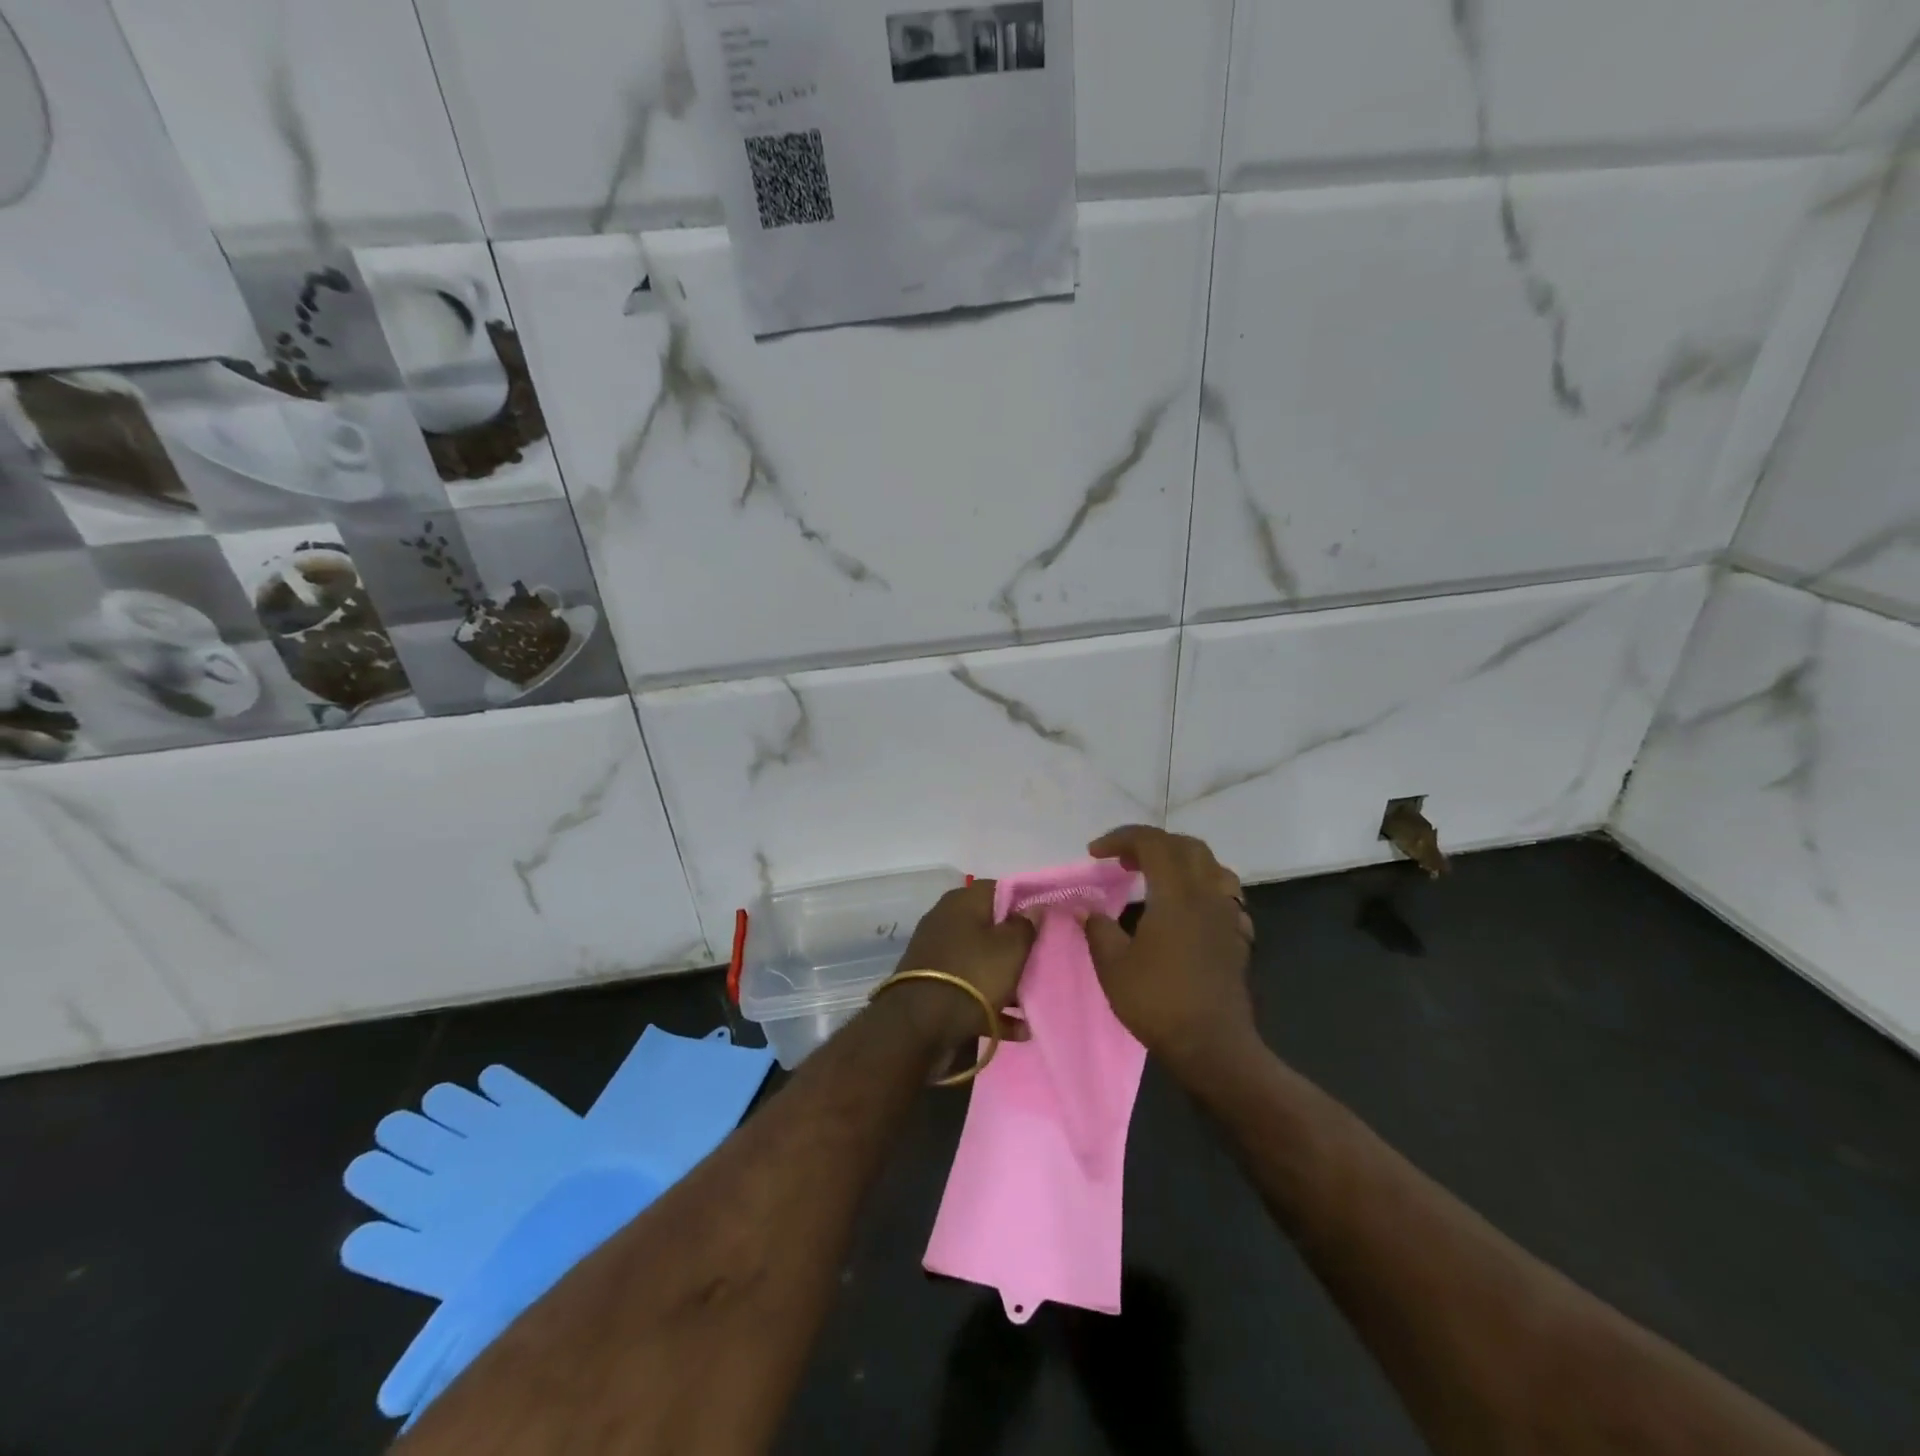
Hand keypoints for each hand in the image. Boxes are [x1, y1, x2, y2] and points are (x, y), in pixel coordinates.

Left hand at [890, 880, 1035, 1051]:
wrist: (920, 1024)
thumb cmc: (973, 974)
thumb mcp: (1010, 949)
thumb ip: (1025, 925)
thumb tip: (1033, 907)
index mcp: (962, 902)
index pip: (998, 889)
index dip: (1024, 903)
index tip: (1044, 922)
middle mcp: (945, 920)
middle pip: (989, 927)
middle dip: (1015, 947)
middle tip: (1040, 962)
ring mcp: (936, 953)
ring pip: (980, 960)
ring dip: (1006, 981)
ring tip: (1032, 1003)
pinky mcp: (932, 984)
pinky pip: (969, 988)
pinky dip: (991, 1004)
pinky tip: (1017, 1029)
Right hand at [1084, 826, 1257, 1076]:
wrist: (1212, 1046)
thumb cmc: (1158, 1003)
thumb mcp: (1113, 966)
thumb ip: (1098, 929)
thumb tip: (1086, 909)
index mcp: (1176, 894)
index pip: (1152, 843)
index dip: (1121, 838)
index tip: (1095, 853)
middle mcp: (1207, 894)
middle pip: (1186, 846)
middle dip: (1151, 844)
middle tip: (1123, 861)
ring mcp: (1228, 915)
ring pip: (1212, 866)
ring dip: (1181, 861)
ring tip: (1156, 877)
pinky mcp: (1238, 936)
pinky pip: (1224, 895)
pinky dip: (1202, 888)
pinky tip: (1187, 909)